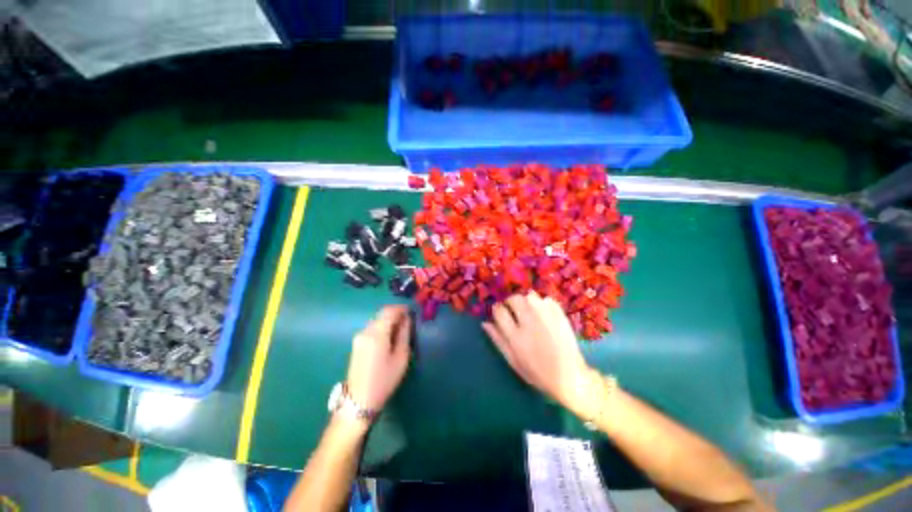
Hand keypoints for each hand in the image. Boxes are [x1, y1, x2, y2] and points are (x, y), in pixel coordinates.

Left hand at [346, 306, 411, 411]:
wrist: (359, 401)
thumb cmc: (384, 380)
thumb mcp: (401, 357)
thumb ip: (404, 334)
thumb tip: (406, 319)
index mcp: (377, 333)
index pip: (389, 311)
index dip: (401, 308)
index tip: (411, 312)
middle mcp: (365, 331)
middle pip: (381, 314)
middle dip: (395, 314)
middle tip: (407, 322)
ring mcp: (358, 338)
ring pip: (376, 321)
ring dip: (388, 321)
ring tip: (400, 331)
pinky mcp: (356, 344)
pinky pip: (371, 329)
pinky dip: (382, 328)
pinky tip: (388, 338)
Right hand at [483, 292, 593, 414]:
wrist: (569, 377)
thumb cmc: (537, 372)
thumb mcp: (513, 360)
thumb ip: (498, 340)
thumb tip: (485, 323)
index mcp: (516, 337)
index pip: (500, 312)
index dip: (497, 309)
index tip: (499, 311)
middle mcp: (530, 323)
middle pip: (515, 299)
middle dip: (510, 302)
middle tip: (513, 310)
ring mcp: (547, 318)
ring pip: (530, 296)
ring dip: (526, 301)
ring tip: (528, 310)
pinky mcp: (560, 316)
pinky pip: (547, 300)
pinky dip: (542, 303)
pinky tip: (542, 313)